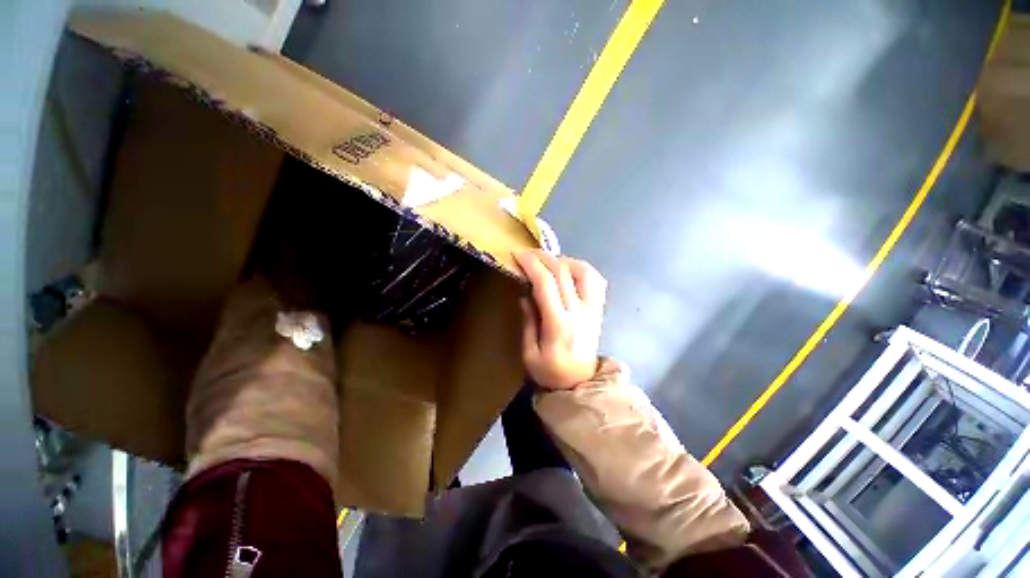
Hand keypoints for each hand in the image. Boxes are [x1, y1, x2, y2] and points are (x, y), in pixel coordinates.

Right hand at [515, 250, 606, 389]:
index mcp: (558, 324)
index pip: (546, 284)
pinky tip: (569, 269)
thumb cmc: (551, 372)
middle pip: (563, 272)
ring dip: (564, 260)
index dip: (532, 265)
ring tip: (548, 262)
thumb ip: (528, 322)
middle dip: (543, 257)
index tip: (518, 255)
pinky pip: (595, 280)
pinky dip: (582, 268)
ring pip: (584, 271)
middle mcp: (579, 311)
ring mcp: (592, 308)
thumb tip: (525, 294)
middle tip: (528, 253)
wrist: (581, 383)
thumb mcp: (530, 354)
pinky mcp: (598, 309)